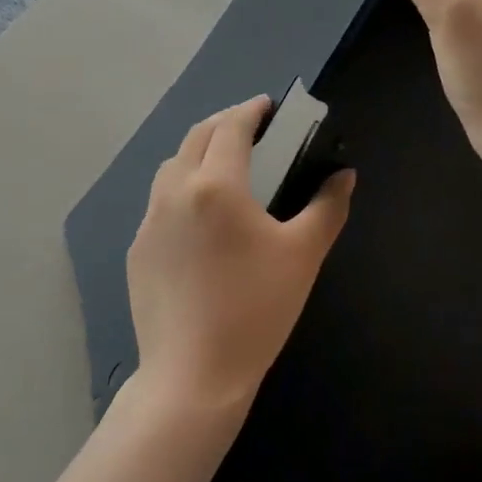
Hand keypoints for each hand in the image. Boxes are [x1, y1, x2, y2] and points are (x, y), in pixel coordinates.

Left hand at [127, 97, 355, 418]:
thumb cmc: (256, 310)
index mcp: (216, 185)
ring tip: (225, 166)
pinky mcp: (137, 250)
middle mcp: (175, 192)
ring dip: (198, 152)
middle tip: (252, 128)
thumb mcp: (303, 255)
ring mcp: (149, 222)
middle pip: (197, 136)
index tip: (269, 105)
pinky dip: (182, 188)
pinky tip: (201, 218)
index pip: (232, 128)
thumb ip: (327, 207)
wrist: (193, 376)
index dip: (252, 110)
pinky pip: (159, 202)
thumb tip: (344, 175)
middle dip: (224, 123)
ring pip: (172, 166)